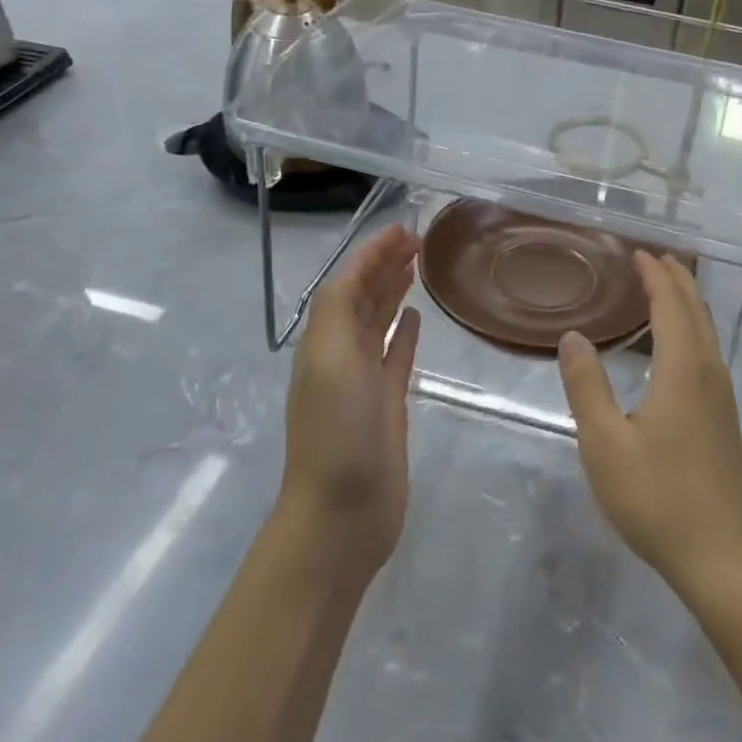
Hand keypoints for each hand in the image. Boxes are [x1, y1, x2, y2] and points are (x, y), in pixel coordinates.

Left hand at [278, 224, 421, 580]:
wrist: (343, 512)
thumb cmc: (337, 432)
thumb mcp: (330, 360)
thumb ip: (337, 311)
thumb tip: (359, 273)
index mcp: (324, 340)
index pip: (347, 283)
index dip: (371, 254)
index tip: (401, 230)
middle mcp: (341, 354)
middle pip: (363, 297)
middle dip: (384, 265)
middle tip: (417, 240)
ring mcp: (364, 380)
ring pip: (379, 322)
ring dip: (393, 291)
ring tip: (417, 266)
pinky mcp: (387, 404)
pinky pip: (395, 356)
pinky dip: (403, 333)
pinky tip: (416, 316)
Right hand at [557, 254, 741, 595]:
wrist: (720, 558)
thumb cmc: (656, 498)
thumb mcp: (604, 443)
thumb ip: (586, 385)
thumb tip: (572, 337)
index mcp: (682, 369)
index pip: (671, 304)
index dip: (655, 275)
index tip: (639, 252)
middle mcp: (709, 373)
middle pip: (696, 311)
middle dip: (677, 280)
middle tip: (654, 258)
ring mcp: (722, 397)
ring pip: (707, 332)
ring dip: (687, 304)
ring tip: (665, 290)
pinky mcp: (724, 419)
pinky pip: (708, 353)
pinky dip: (691, 330)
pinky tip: (676, 348)